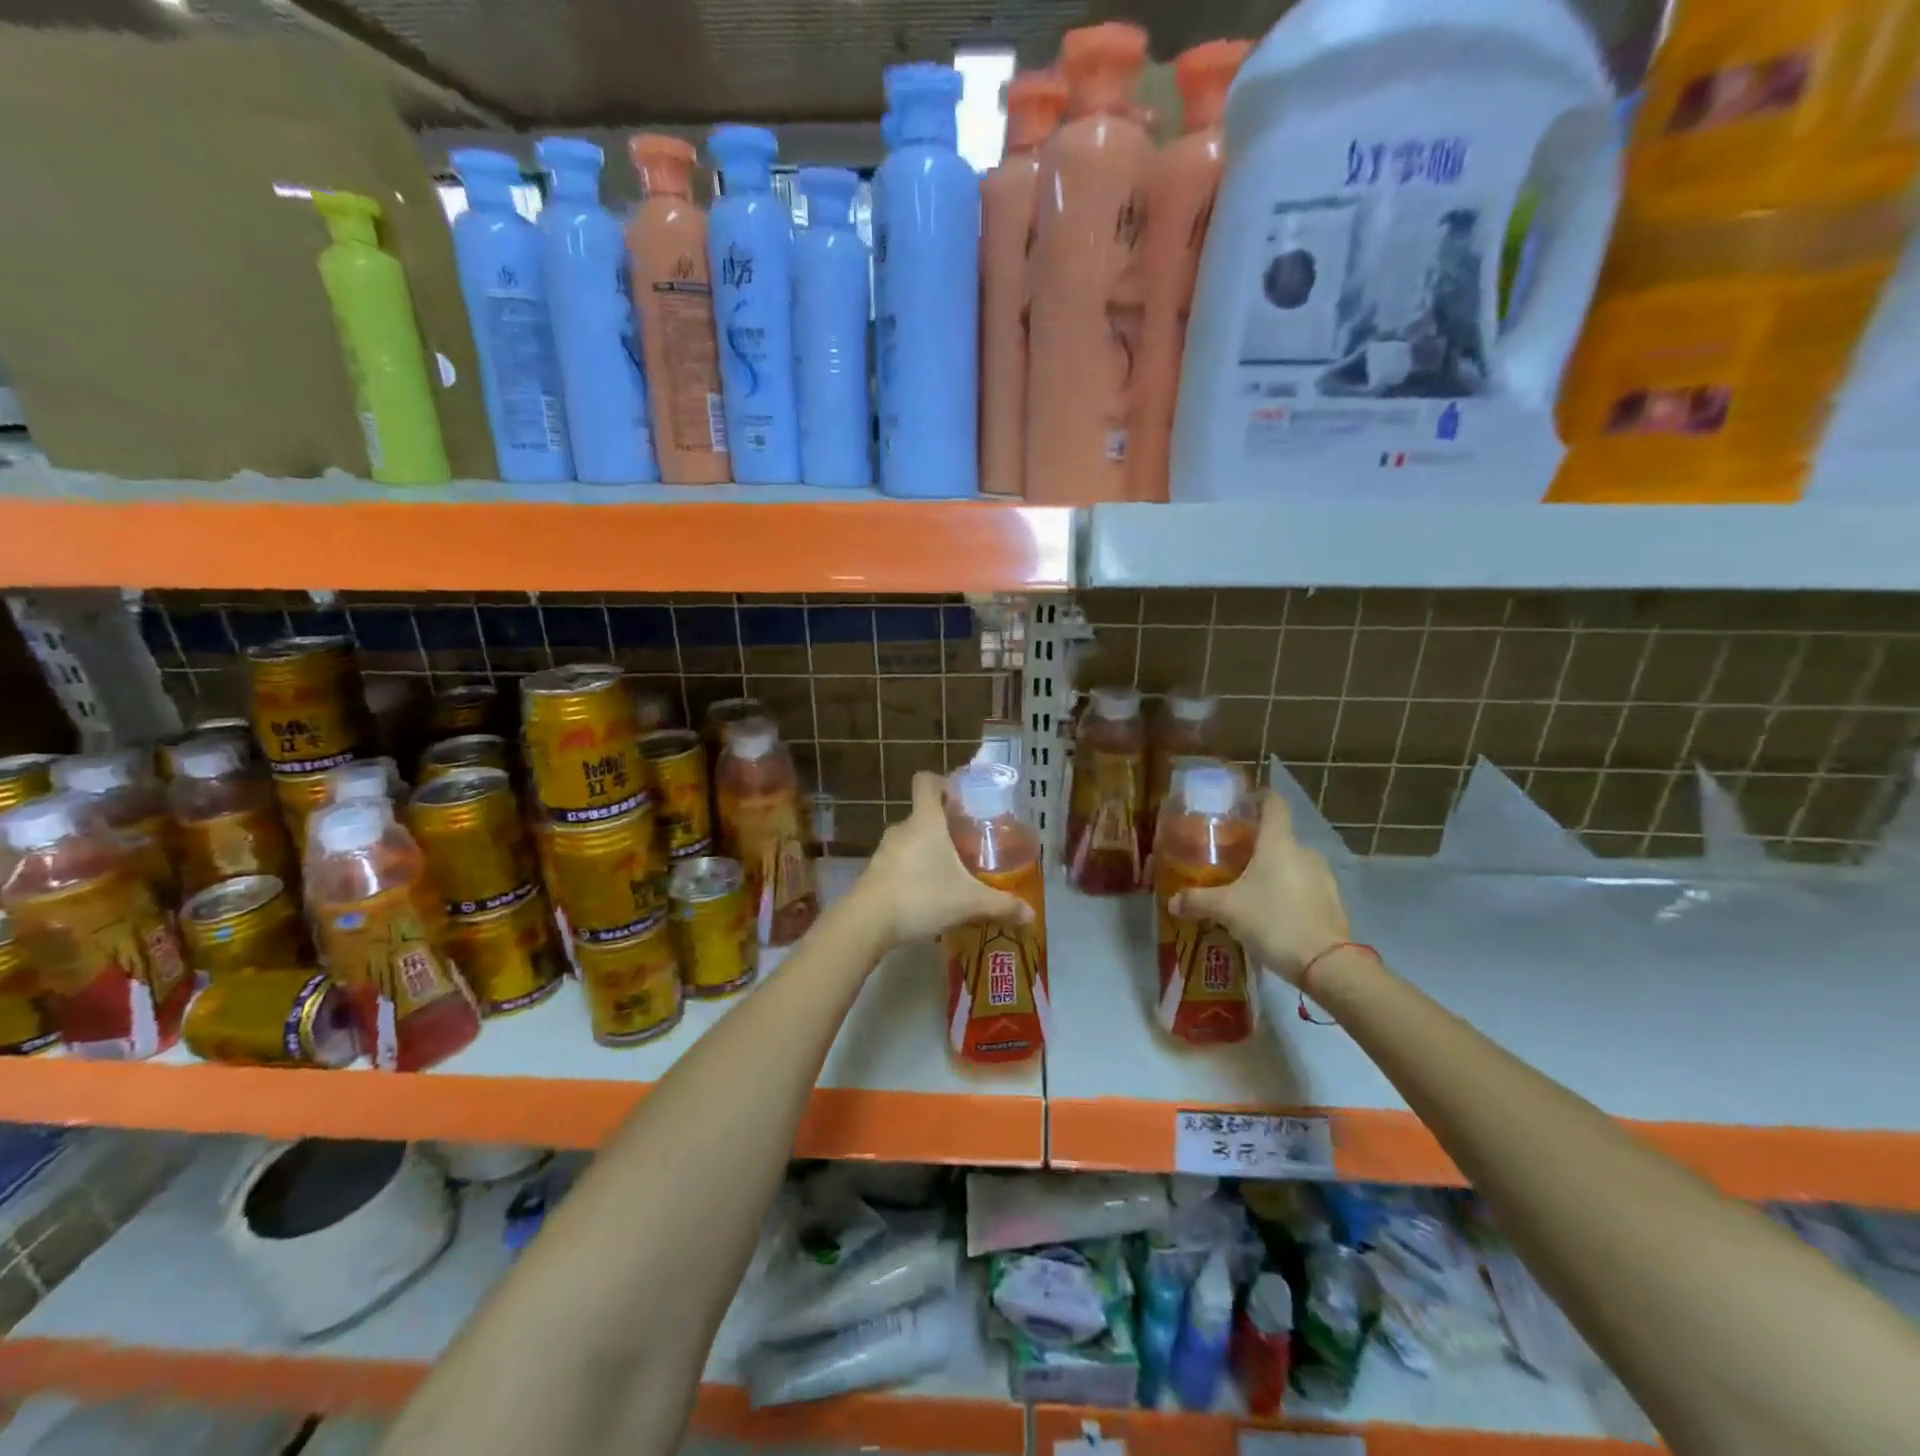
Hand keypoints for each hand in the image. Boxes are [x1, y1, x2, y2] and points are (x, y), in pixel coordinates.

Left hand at [852, 772, 1033, 947]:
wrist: (868, 922)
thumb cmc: (922, 897)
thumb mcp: (969, 902)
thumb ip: (1001, 905)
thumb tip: (1031, 914)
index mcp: (926, 821)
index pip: (927, 782)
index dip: (943, 783)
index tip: (962, 799)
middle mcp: (903, 828)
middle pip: (924, 813)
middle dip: (945, 825)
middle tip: (968, 843)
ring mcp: (885, 850)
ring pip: (912, 839)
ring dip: (929, 849)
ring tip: (950, 871)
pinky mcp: (874, 871)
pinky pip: (899, 861)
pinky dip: (914, 869)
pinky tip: (928, 893)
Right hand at [1169, 789, 1348, 985]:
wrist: (1326, 964)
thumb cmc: (1273, 920)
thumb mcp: (1227, 909)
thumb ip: (1197, 901)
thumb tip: (1172, 902)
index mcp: (1279, 843)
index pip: (1273, 803)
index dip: (1258, 798)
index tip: (1241, 805)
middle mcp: (1304, 852)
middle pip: (1278, 837)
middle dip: (1255, 845)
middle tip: (1230, 860)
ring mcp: (1322, 877)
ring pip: (1291, 864)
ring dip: (1272, 872)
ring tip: (1248, 890)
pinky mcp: (1331, 902)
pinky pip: (1303, 887)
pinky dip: (1286, 892)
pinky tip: (1270, 913)